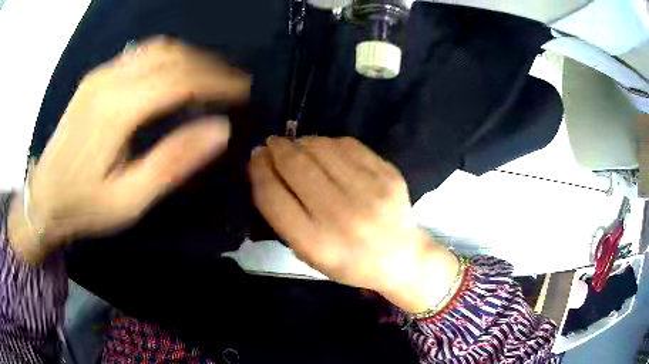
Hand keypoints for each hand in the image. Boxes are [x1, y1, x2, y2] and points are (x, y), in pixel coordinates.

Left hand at [8, 37, 249, 262]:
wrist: (44, 197)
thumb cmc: (84, 206)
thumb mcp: (129, 200)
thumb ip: (171, 163)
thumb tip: (219, 130)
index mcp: (115, 111)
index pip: (178, 80)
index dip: (216, 81)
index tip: (244, 90)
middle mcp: (108, 81)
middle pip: (170, 57)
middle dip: (209, 66)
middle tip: (233, 85)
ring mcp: (100, 75)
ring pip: (156, 49)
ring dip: (190, 58)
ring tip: (210, 78)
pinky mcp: (95, 78)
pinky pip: (140, 54)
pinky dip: (168, 58)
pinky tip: (176, 75)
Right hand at [248, 136, 459, 312]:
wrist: (399, 256)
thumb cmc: (348, 261)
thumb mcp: (308, 253)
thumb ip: (283, 215)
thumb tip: (265, 168)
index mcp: (316, 243)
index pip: (272, 196)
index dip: (258, 171)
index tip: (255, 158)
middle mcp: (341, 216)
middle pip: (295, 166)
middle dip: (277, 149)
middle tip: (272, 145)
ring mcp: (369, 191)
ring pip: (320, 148)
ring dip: (301, 143)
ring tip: (297, 147)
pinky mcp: (387, 174)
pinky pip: (347, 144)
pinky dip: (328, 142)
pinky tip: (324, 150)